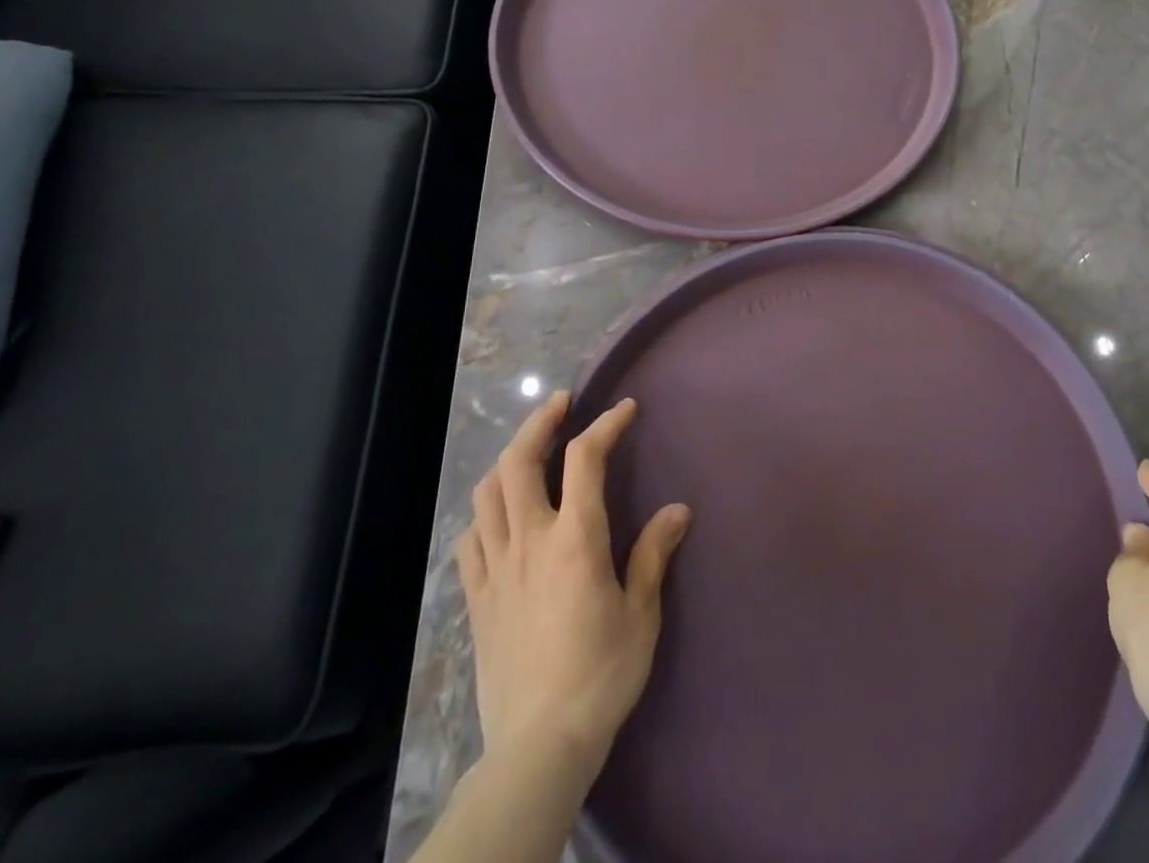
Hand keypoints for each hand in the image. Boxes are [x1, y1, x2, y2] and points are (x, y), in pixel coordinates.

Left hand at [456, 392, 690, 773]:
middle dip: (539, 422)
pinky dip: (484, 511)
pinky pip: (470, 538)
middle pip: (520, 461)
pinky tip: (499, 513)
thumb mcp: (640, 613)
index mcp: (575, 540)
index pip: (585, 459)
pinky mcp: (477, 597)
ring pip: (488, 492)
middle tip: (560, 404)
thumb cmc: (601, 673)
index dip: (606, 425)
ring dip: (509, 458)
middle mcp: (530, 541)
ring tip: (530, 448)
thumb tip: (678, 509)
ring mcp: (496, 568)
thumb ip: (653, 554)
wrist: (539, 744)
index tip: (625, 409)